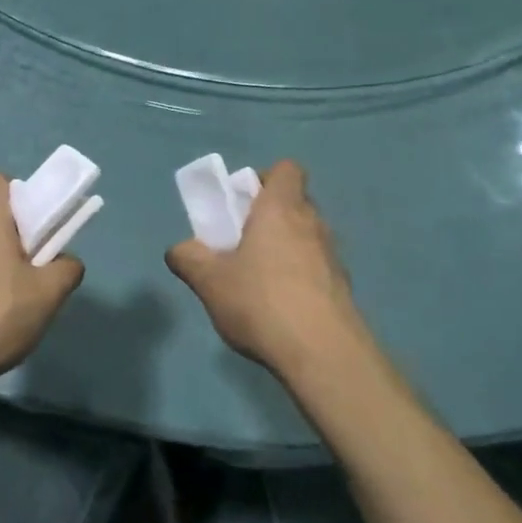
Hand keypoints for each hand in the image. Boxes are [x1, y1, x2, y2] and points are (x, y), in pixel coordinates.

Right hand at [166, 161, 370, 382]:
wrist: (323, 353)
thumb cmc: (261, 301)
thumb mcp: (209, 280)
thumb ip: (189, 258)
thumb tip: (179, 249)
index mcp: (281, 208)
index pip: (286, 170)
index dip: (264, 180)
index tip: (242, 204)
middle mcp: (312, 223)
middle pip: (294, 203)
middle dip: (269, 218)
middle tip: (241, 244)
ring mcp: (332, 256)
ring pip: (306, 237)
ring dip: (284, 249)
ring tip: (258, 281)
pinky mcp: (342, 287)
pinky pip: (316, 268)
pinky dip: (299, 277)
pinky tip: (280, 308)